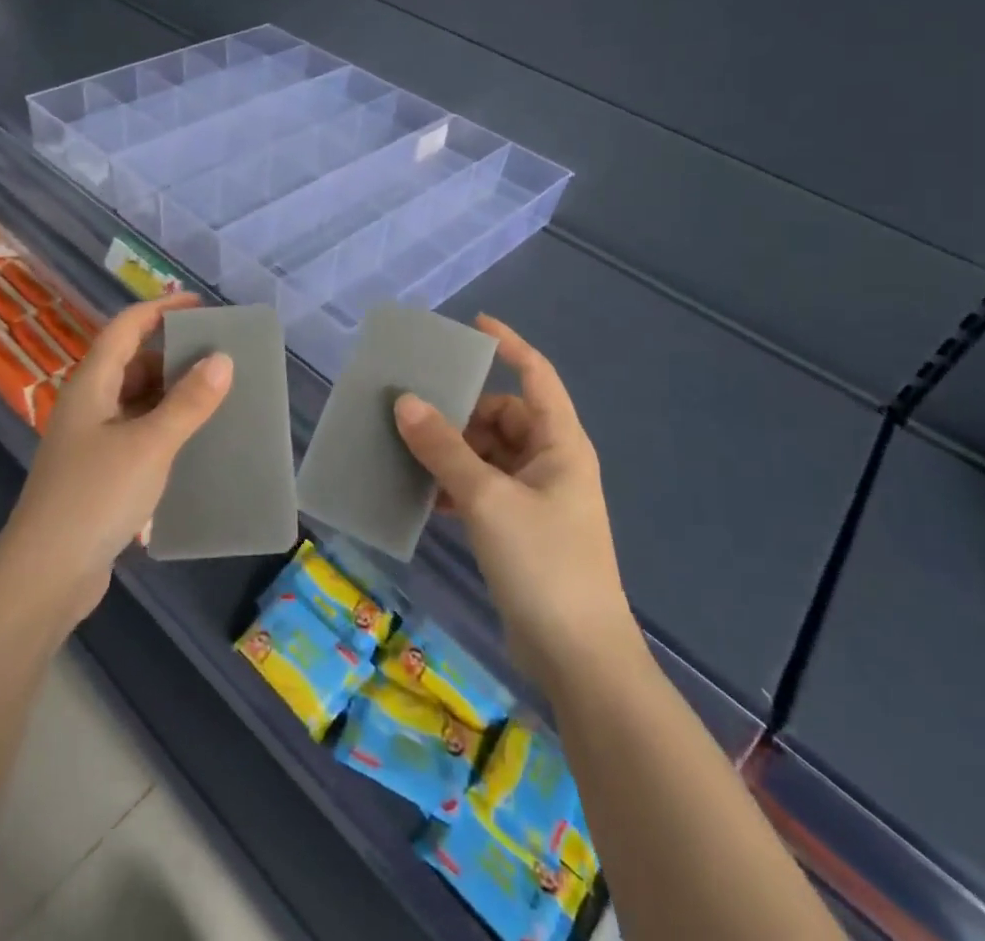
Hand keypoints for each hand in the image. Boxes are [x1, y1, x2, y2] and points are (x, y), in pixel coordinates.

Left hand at [0, 292, 232, 628]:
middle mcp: (88, 406)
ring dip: (171, 395)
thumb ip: (188, 402)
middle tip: (219, 356)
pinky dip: (164, 430)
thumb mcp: (149, 444)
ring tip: (215, 396)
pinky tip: (192, 444)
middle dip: (173, 355)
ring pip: (136, 402)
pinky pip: (137, 435)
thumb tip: (222, 358)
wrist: (45, 576)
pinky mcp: (98, 474)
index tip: (200, 305)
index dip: (160, 309)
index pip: (125, 328)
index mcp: (91, 385)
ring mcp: (91, 442)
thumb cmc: (95, 497)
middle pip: (132, 363)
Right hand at [393, 316, 639, 685]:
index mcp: (559, 443)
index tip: (472, 325)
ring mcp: (537, 499)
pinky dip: (456, 486)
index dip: (508, 345)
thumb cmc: (543, 563)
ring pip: (488, 455)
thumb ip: (444, 448)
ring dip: (453, 452)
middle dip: (461, 412)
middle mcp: (552, 463)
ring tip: (408, 450)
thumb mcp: (487, 498)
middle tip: (413, 409)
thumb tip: (404, 402)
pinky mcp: (521, 530)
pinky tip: (424, 495)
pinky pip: (483, 489)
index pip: (536, 375)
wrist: (579, 659)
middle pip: (502, 417)